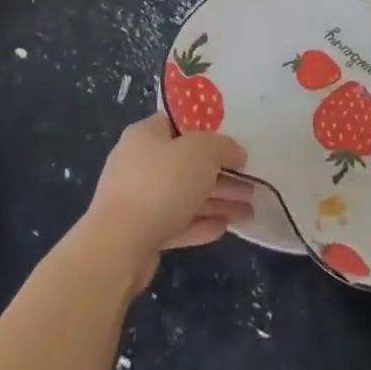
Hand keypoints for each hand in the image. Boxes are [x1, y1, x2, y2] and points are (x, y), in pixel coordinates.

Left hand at [85, 114, 253, 284]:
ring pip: (185, 196)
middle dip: (222, 175)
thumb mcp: (202, 152)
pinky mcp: (140, 232)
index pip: (179, 124)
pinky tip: (224, 229)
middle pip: (187, 164)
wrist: (119, 246)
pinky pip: (177, 222)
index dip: (209, 131)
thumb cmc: (161, 184)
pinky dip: (200, 224)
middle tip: (251, 186)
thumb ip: (223, 147)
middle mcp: (139, 163)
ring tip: (248, 213)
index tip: (234, 144)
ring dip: (218, 202)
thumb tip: (236, 152)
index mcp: (146, 135)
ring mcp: (138, 199)